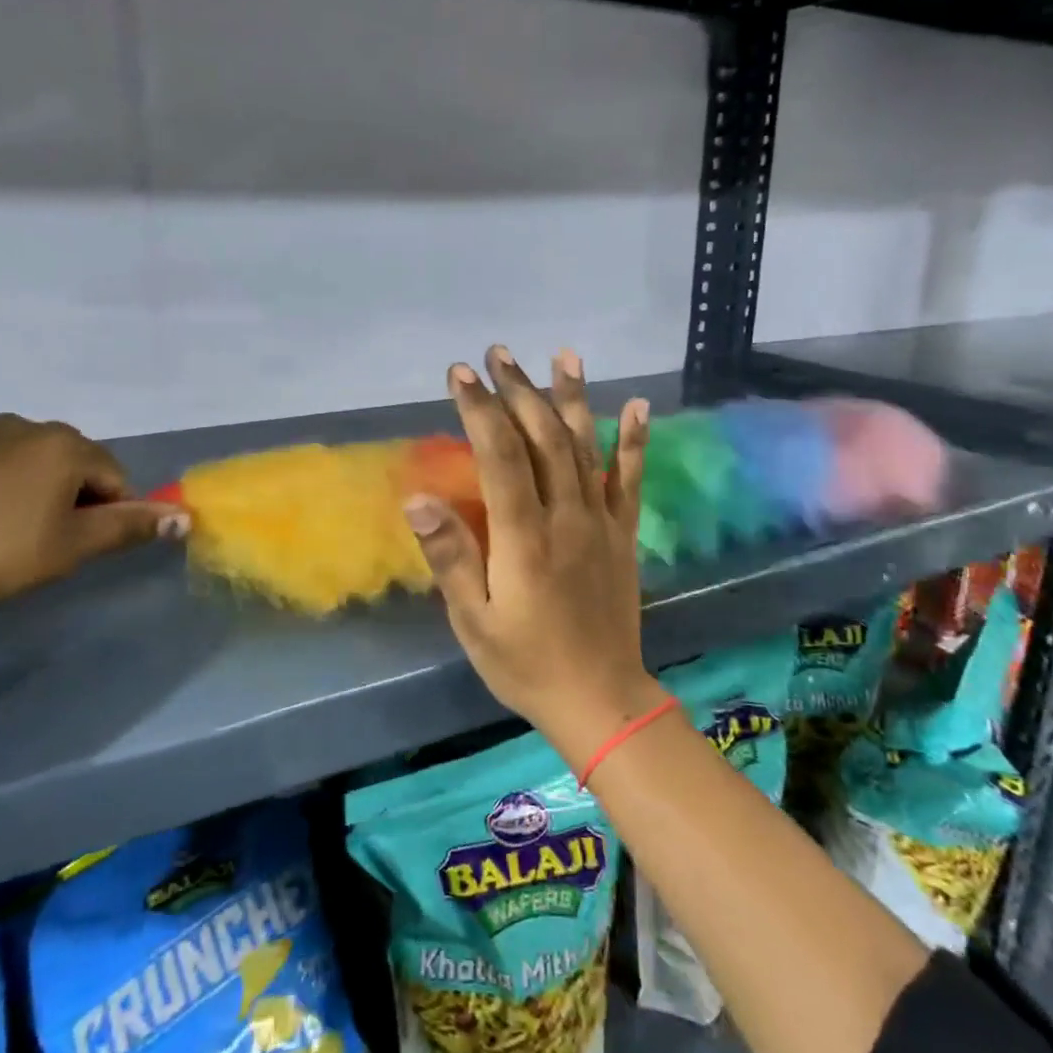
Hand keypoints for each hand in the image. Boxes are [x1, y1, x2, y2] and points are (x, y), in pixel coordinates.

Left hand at [0, 413, 186, 629]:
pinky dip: (1, 496)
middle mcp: (26, 426)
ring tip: (11, 542)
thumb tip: (186, 517)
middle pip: (76, 467)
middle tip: (49, 548)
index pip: (114, 478)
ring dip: (39, 499)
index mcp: (64, 443)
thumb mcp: (72, 546)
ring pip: (35, 468)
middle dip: (75, 503)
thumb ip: (130, 527)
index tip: (82, 549)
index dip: (110, 516)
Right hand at [404, 346, 658, 767]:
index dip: (480, 409)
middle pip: (543, 438)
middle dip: (519, 391)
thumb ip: (450, 556)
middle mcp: (567, 516)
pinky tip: (635, 405)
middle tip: (498, 354)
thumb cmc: (525, 663)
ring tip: (563, 355)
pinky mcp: (623, 533)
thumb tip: (417, 499)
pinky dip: (633, 440)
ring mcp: (601, 521)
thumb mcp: (473, 620)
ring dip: (571, 398)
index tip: (461, 373)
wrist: (600, 698)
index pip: (501, 455)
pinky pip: (630, 478)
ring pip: (585, 446)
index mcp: (525, 537)